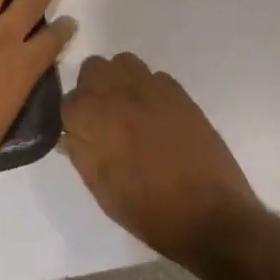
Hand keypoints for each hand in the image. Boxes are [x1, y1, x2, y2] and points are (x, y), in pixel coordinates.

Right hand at [63, 52, 260, 267]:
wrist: (210, 216)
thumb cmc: (150, 211)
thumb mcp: (103, 191)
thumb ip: (81, 154)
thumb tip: (70, 134)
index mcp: (94, 118)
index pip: (69, 101)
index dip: (74, 118)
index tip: (81, 134)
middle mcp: (119, 93)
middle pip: (93, 69)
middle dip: (92, 89)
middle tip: (103, 118)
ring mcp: (151, 88)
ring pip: (123, 63)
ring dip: (119, 81)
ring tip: (129, 110)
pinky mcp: (179, 92)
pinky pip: (154, 76)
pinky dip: (149, 89)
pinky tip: (157, 116)